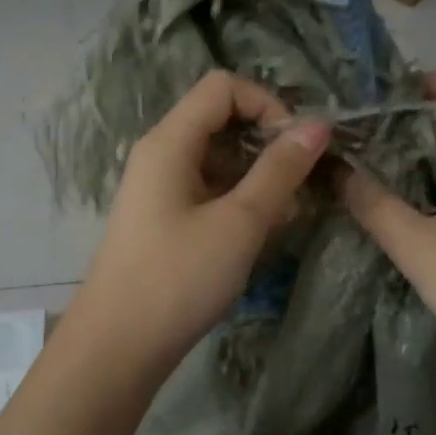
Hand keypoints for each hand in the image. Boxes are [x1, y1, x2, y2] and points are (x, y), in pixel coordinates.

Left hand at [66, 70, 330, 378]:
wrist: (118, 346)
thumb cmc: (178, 278)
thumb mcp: (240, 222)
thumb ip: (280, 170)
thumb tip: (318, 125)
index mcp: (170, 141)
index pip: (223, 88)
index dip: (267, 104)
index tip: (298, 147)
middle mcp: (161, 154)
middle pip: (221, 120)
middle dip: (267, 143)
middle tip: (301, 184)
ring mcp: (160, 187)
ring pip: (219, 159)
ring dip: (258, 177)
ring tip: (285, 216)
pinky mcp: (165, 218)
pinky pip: (209, 190)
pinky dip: (239, 201)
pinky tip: (261, 234)